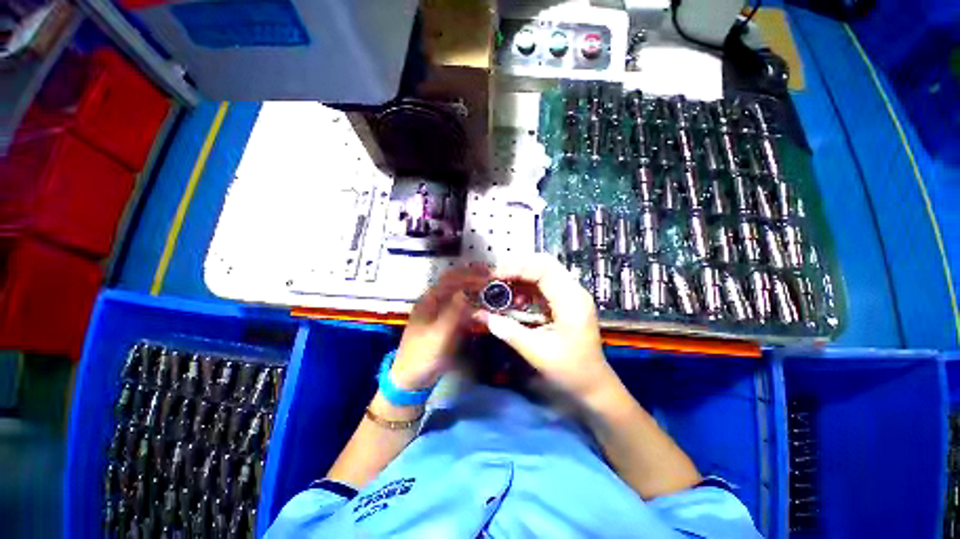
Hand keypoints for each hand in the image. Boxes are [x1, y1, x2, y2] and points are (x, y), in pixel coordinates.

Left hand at [392, 266, 489, 389]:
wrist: (412, 378)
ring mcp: (441, 312)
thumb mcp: (438, 334)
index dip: (469, 274)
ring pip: (459, 295)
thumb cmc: (422, 354)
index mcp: (429, 300)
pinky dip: (473, 304)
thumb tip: (466, 291)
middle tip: (492, 276)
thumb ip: (453, 312)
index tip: (487, 274)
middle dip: (472, 278)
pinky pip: (461, 309)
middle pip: (455, 284)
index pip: (450, 279)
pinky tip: (483, 305)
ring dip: (474, 290)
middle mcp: (435, 302)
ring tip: (491, 287)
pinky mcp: (447, 323)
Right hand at [475, 254, 616, 402]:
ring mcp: (571, 295)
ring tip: (501, 287)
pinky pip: (544, 285)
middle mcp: (574, 291)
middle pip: (544, 264)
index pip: (543, 269)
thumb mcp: (536, 352)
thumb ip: (508, 331)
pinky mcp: (566, 301)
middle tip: (494, 276)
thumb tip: (480, 315)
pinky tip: (515, 300)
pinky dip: (526, 287)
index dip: (516, 268)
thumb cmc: (570, 371)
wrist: (593, 385)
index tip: (493, 275)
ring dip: (520, 276)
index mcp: (571, 300)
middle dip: (517, 267)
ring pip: (543, 272)